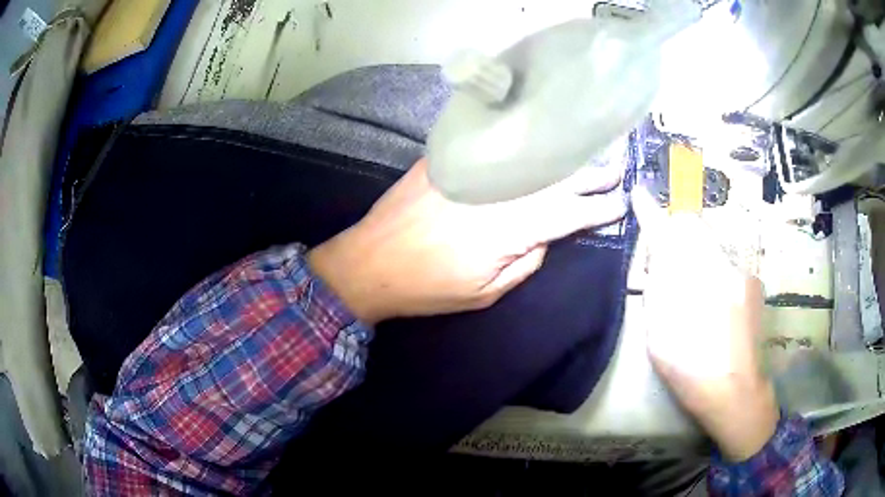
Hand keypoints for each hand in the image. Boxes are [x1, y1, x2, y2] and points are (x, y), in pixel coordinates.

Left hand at [308, 158, 625, 324]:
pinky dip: (523, 140)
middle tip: (616, 167)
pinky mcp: (449, 157)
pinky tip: (539, 134)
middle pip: (557, 178)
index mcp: (511, 229)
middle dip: (591, 174)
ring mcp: (474, 168)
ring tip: (588, 151)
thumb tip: (545, 237)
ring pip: (531, 157)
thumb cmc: (427, 287)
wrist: (369, 261)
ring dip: (564, 156)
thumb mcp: (485, 292)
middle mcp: (500, 191)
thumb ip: (526, 263)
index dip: (598, 209)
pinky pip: (495, 143)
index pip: (569, 214)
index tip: (620, 203)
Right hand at [633, 190, 778, 461]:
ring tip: (697, 299)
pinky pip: (728, 265)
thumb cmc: (689, 368)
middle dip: (677, 240)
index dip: (652, 213)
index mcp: (693, 281)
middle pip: (693, 231)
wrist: (735, 392)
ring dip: (698, 260)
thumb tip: (657, 254)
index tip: (640, 193)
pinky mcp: (754, 282)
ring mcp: (742, 272)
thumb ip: (657, 286)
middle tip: (669, 272)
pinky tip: (718, 306)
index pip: (670, 231)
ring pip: (711, 248)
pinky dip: (716, 275)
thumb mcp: (659, 334)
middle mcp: (721, 265)